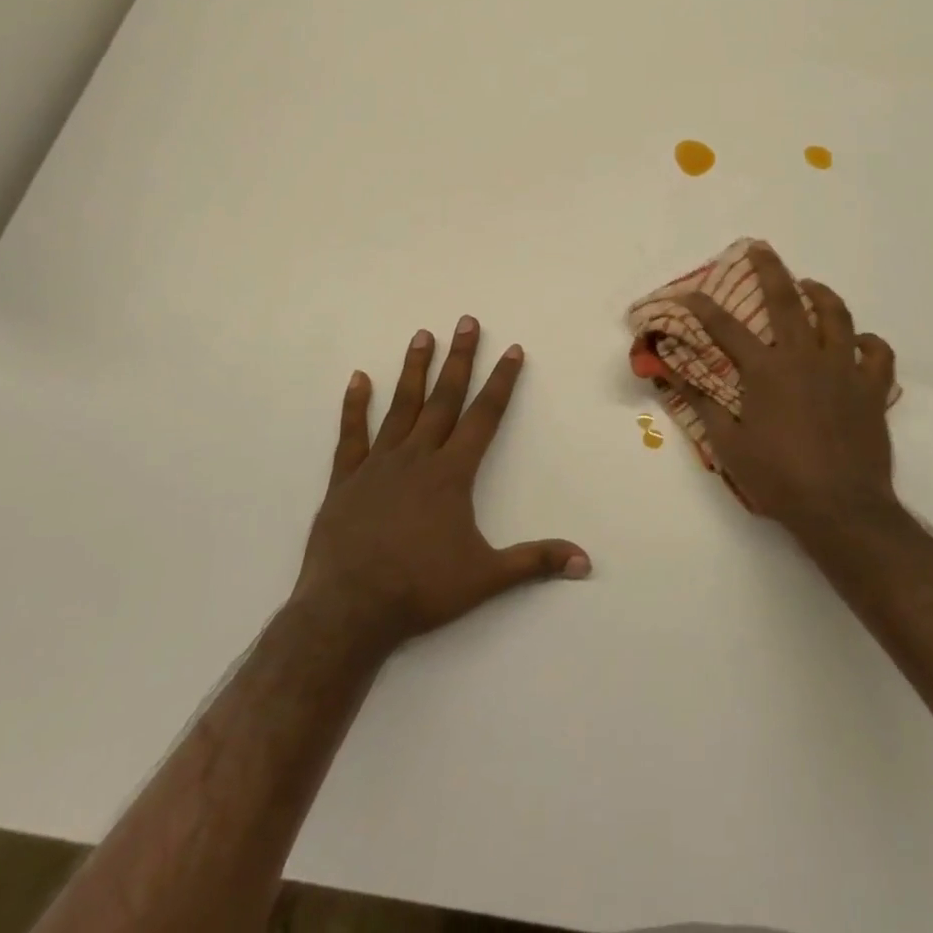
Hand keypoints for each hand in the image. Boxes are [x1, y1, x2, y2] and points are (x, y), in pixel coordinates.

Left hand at [291, 317, 589, 663]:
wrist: (349, 610)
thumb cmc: (421, 589)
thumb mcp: (486, 577)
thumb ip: (535, 561)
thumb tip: (586, 561)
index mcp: (452, 473)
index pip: (485, 416)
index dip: (502, 381)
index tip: (513, 349)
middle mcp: (418, 457)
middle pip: (444, 398)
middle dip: (460, 358)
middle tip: (467, 321)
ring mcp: (378, 464)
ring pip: (401, 406)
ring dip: (414, 370)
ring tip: (422, 335)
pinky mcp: (346, 479)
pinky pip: (351, 435)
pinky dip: (354, 406)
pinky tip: (358, 378)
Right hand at [665, 243, 899, 540]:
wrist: (841, 509)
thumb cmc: (779, 479)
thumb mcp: (729, 447)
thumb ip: (703, 406)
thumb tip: (674, 377)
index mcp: (766, 371)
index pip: (726, 328)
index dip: (703, 307)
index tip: (688, 293)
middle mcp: (804, 359)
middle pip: (786, 301)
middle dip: (770, 270)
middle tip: (761, 249)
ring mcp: (843, 371)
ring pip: (837, 317)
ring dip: (822, 295)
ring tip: (811, 286)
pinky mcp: (872, 389)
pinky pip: (878, 354)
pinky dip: (869, 343)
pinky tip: (858, 343)